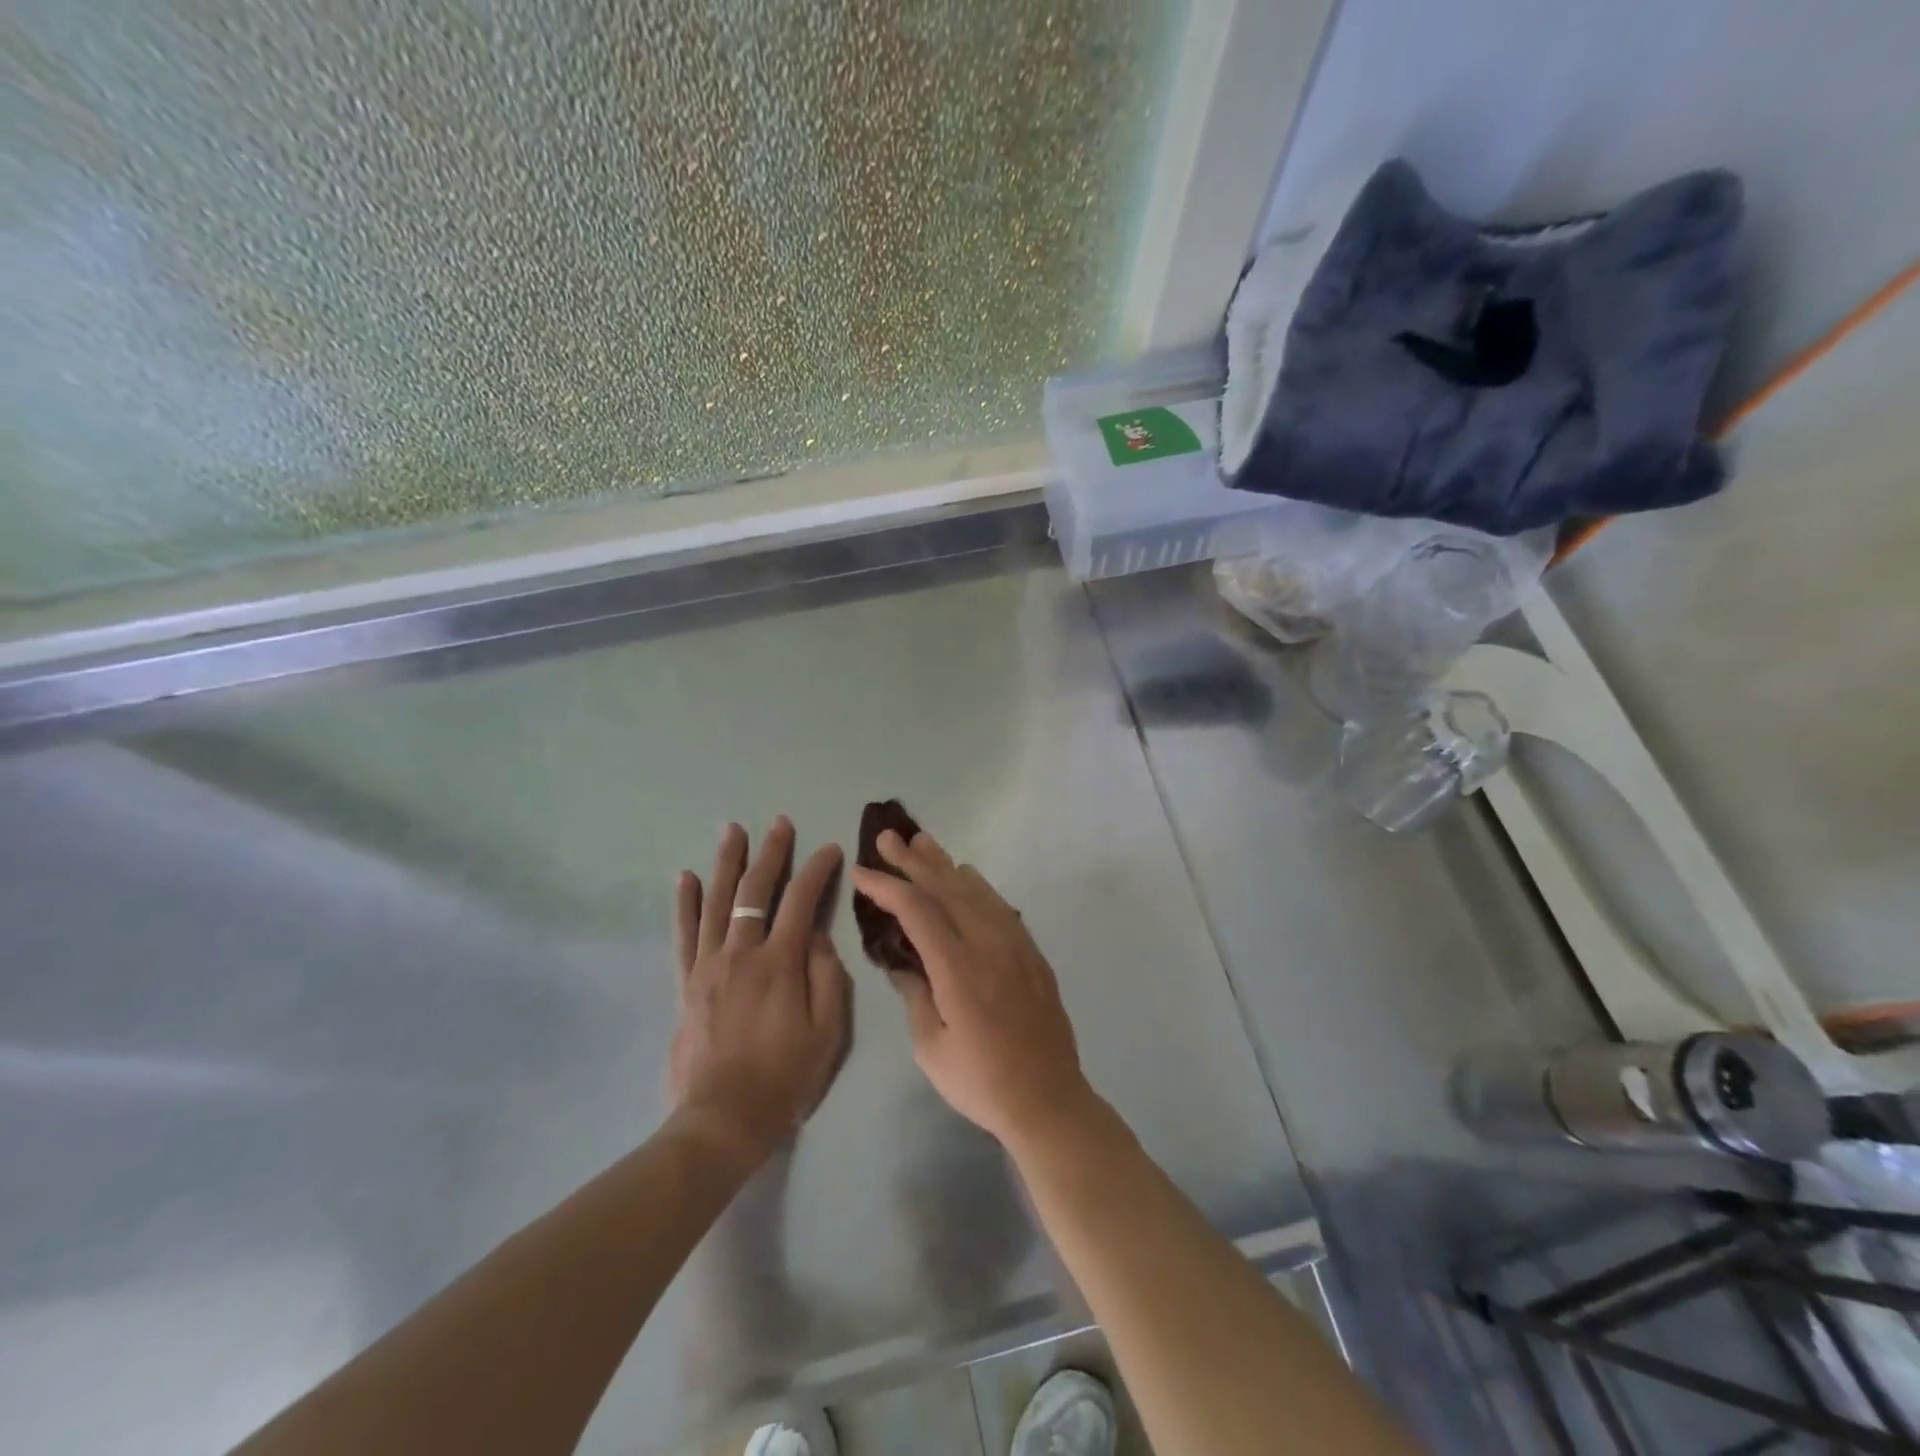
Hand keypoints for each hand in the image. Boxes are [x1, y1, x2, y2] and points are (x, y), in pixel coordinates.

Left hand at [669, 818, 852, 1169]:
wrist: (723, 1119)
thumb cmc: (785, 1076)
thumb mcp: (828, 1031)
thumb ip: (827, 976)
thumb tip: (817, 935)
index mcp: (780, 963)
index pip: (802, 901)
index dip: (818, 871)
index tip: (830, 850)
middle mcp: (741, 953)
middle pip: (755, 891)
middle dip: (771, 853)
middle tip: (779, 823)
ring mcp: (708, 965)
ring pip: (717, 902)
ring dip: (726, 863)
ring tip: (732, 831)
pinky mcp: (687, 983)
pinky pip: (684, 934)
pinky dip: (685, 903)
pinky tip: (684, 877)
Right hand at [850, 830, 1091, 1147]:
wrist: (1048, 1100)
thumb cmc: (981, 1082)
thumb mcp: (931, 1049)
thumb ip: (914, 997)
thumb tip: (902, 963)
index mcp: (958, 970)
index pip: (918, 911)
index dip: (887, 886)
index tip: (862, 871)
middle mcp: (988, 946)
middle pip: (947, 889)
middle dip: (913, 861)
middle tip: (888, 837)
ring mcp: (1015, 946)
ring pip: (976, 891)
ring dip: (946, 864)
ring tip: (922, 842)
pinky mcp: (1032, 953)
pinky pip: (1001, 906)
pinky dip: (978, 886)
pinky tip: (967, 875)